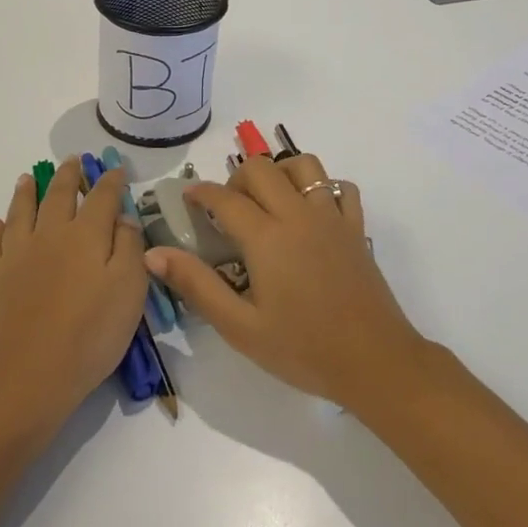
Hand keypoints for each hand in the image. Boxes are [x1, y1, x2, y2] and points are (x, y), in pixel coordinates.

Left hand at [0, 159, 150, 434]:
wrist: (29, 376)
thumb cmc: (90, 335)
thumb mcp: (129, 291)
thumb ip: (130, 248)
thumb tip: (123, 217)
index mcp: (86, 235)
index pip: (101, 197)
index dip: (110, 181)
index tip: (116, 170)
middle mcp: (50, 234)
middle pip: (58, 195)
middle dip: (67, 176)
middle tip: (70, 161)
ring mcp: (16, 254)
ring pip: (21, 211)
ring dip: (26, 192)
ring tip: (27, 178)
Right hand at [146, 154, 424, 411]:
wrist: (374, 361)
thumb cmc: (302, 349)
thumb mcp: (240, 327)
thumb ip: (197, 285)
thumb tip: (154, 253)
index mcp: (266, 237)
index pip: (225, 198)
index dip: (201, 192)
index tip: (188, 196)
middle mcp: (298, 214)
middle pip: (262, 168)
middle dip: (237, 178)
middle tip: (228, 208)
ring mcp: (332, 217)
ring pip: (304, 165)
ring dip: (280, 171)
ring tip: (269, 200)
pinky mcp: (356, 228)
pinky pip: (340, 187)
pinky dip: (322, 187)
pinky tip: (311, 211)